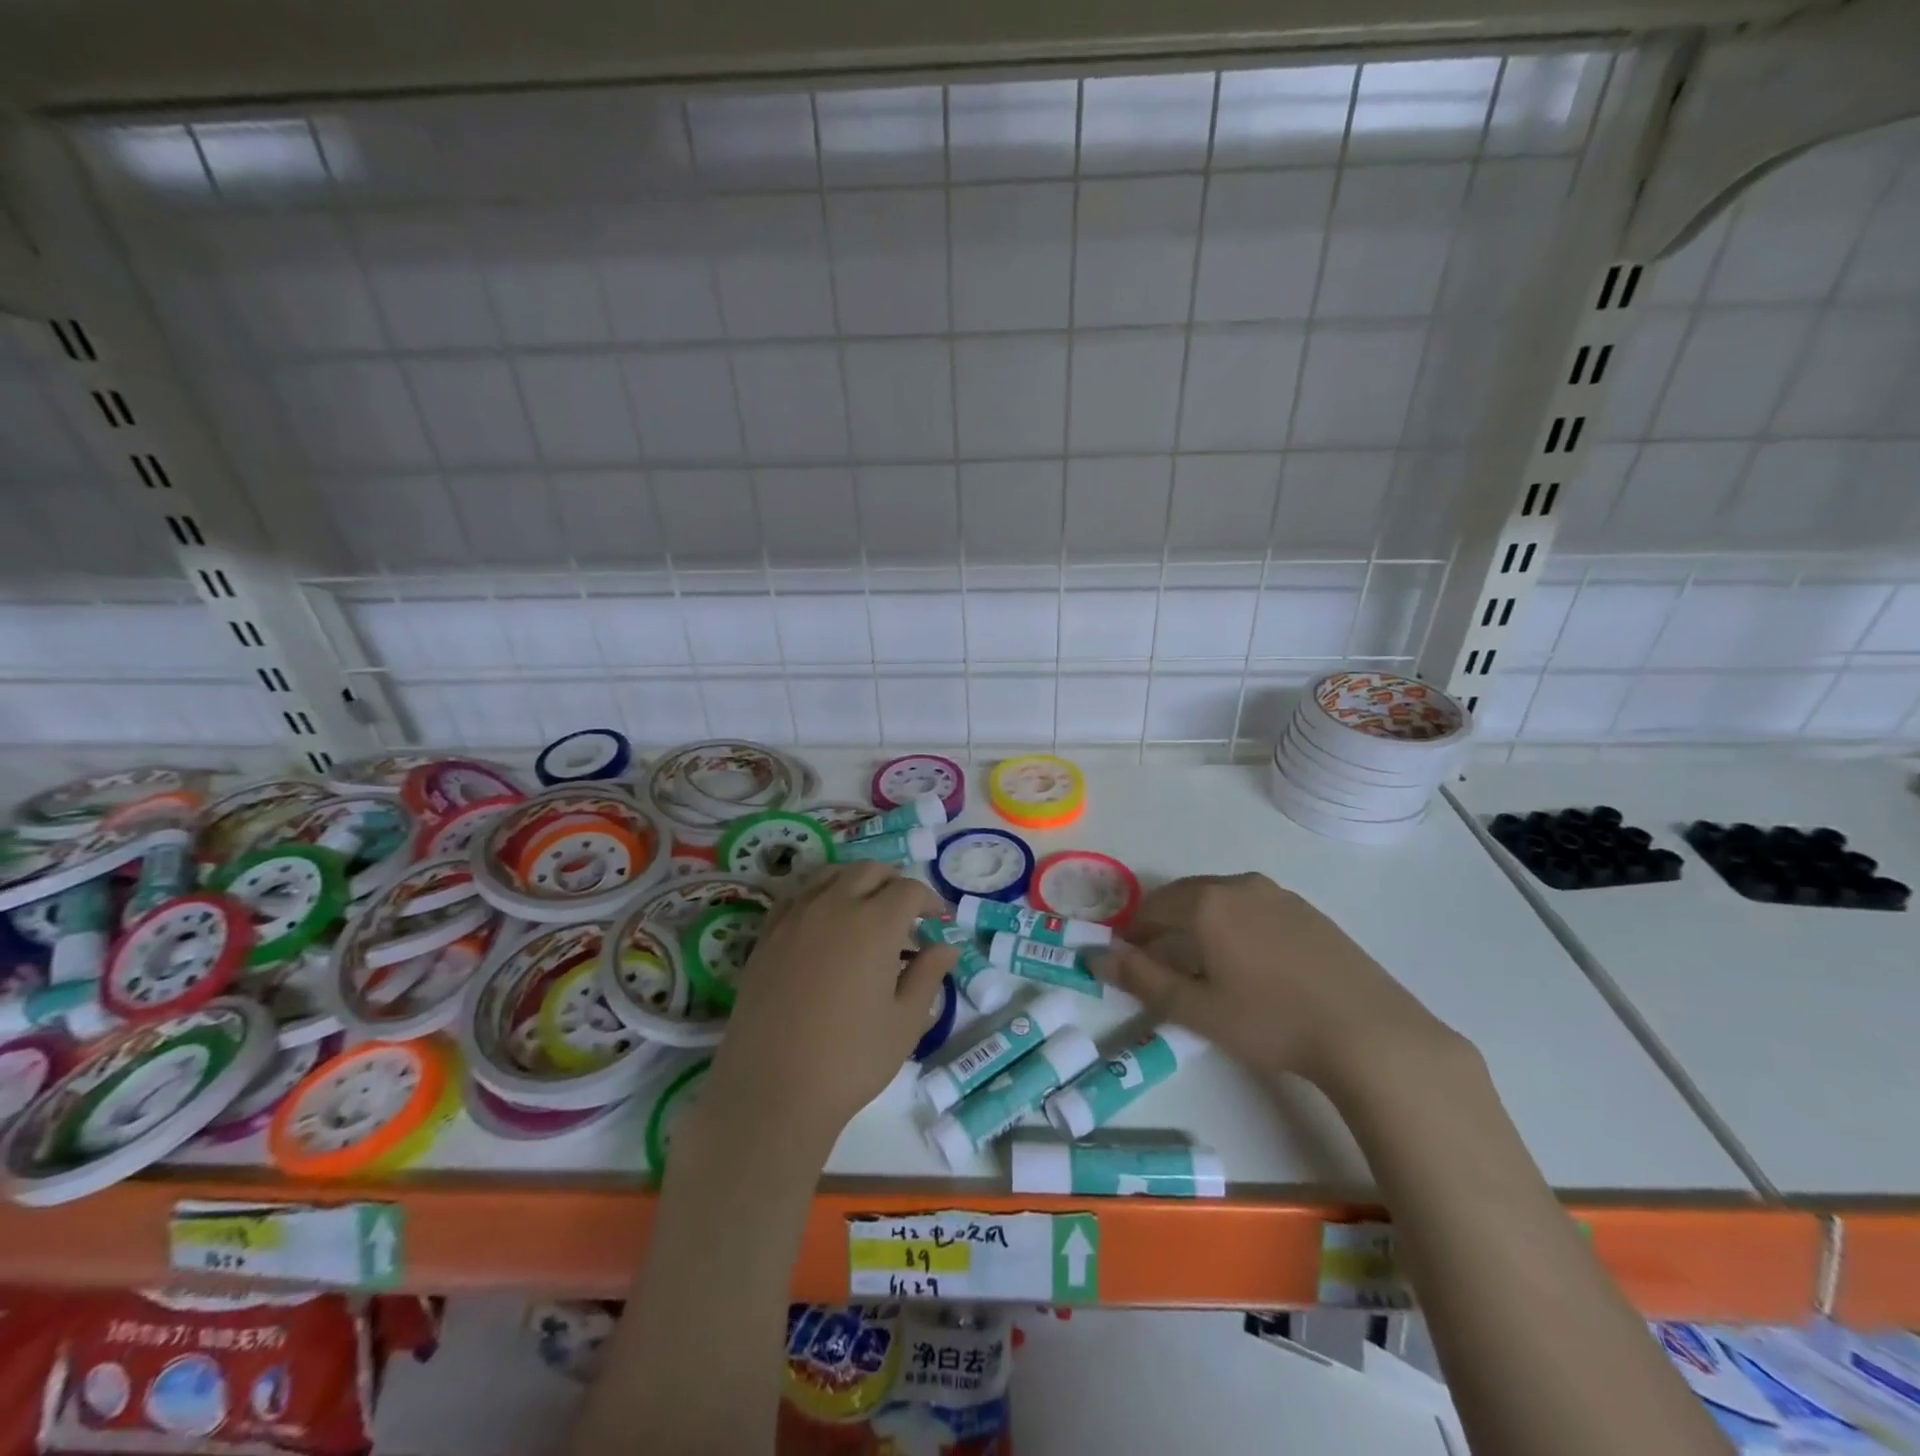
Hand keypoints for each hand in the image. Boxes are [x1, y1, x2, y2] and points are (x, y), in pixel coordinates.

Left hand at [700, 863, 956, 1151]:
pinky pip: (798, 896)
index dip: (930, 900)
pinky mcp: (767, 936)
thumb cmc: (850, 1060)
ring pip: (830, 875)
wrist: (771, 1090)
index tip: (939, 920)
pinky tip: (825, 924)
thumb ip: (928, 975)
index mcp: (874, 924)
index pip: (908, 890)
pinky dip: (820, 896)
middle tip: (907, 914)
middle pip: (869, 871)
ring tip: (866, 912)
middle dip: (894, 883)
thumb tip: (946, 946)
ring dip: (856, 882)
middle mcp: (833, 906)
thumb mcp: (905, 1022)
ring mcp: (795, 917)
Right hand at [1088, 873, 1469, 1099]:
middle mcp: (1239, 885)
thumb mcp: (1197, 1009)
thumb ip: (1142, 979)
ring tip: (1205, 963)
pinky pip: (1254, 907)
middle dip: (1165, 924)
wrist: (1369, 1032)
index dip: (1133, 932)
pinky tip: (1251, 961)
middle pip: (1185, 896)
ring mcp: (1278, 895)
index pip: (1152, 907)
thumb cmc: (1271, 1022)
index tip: (1129, 960)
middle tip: (1161, 962)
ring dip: (1200, 922)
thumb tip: (1097, 956)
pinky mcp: (1308, 910)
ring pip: (1221, 899)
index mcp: (1207, 903)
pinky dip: (1235, 924)